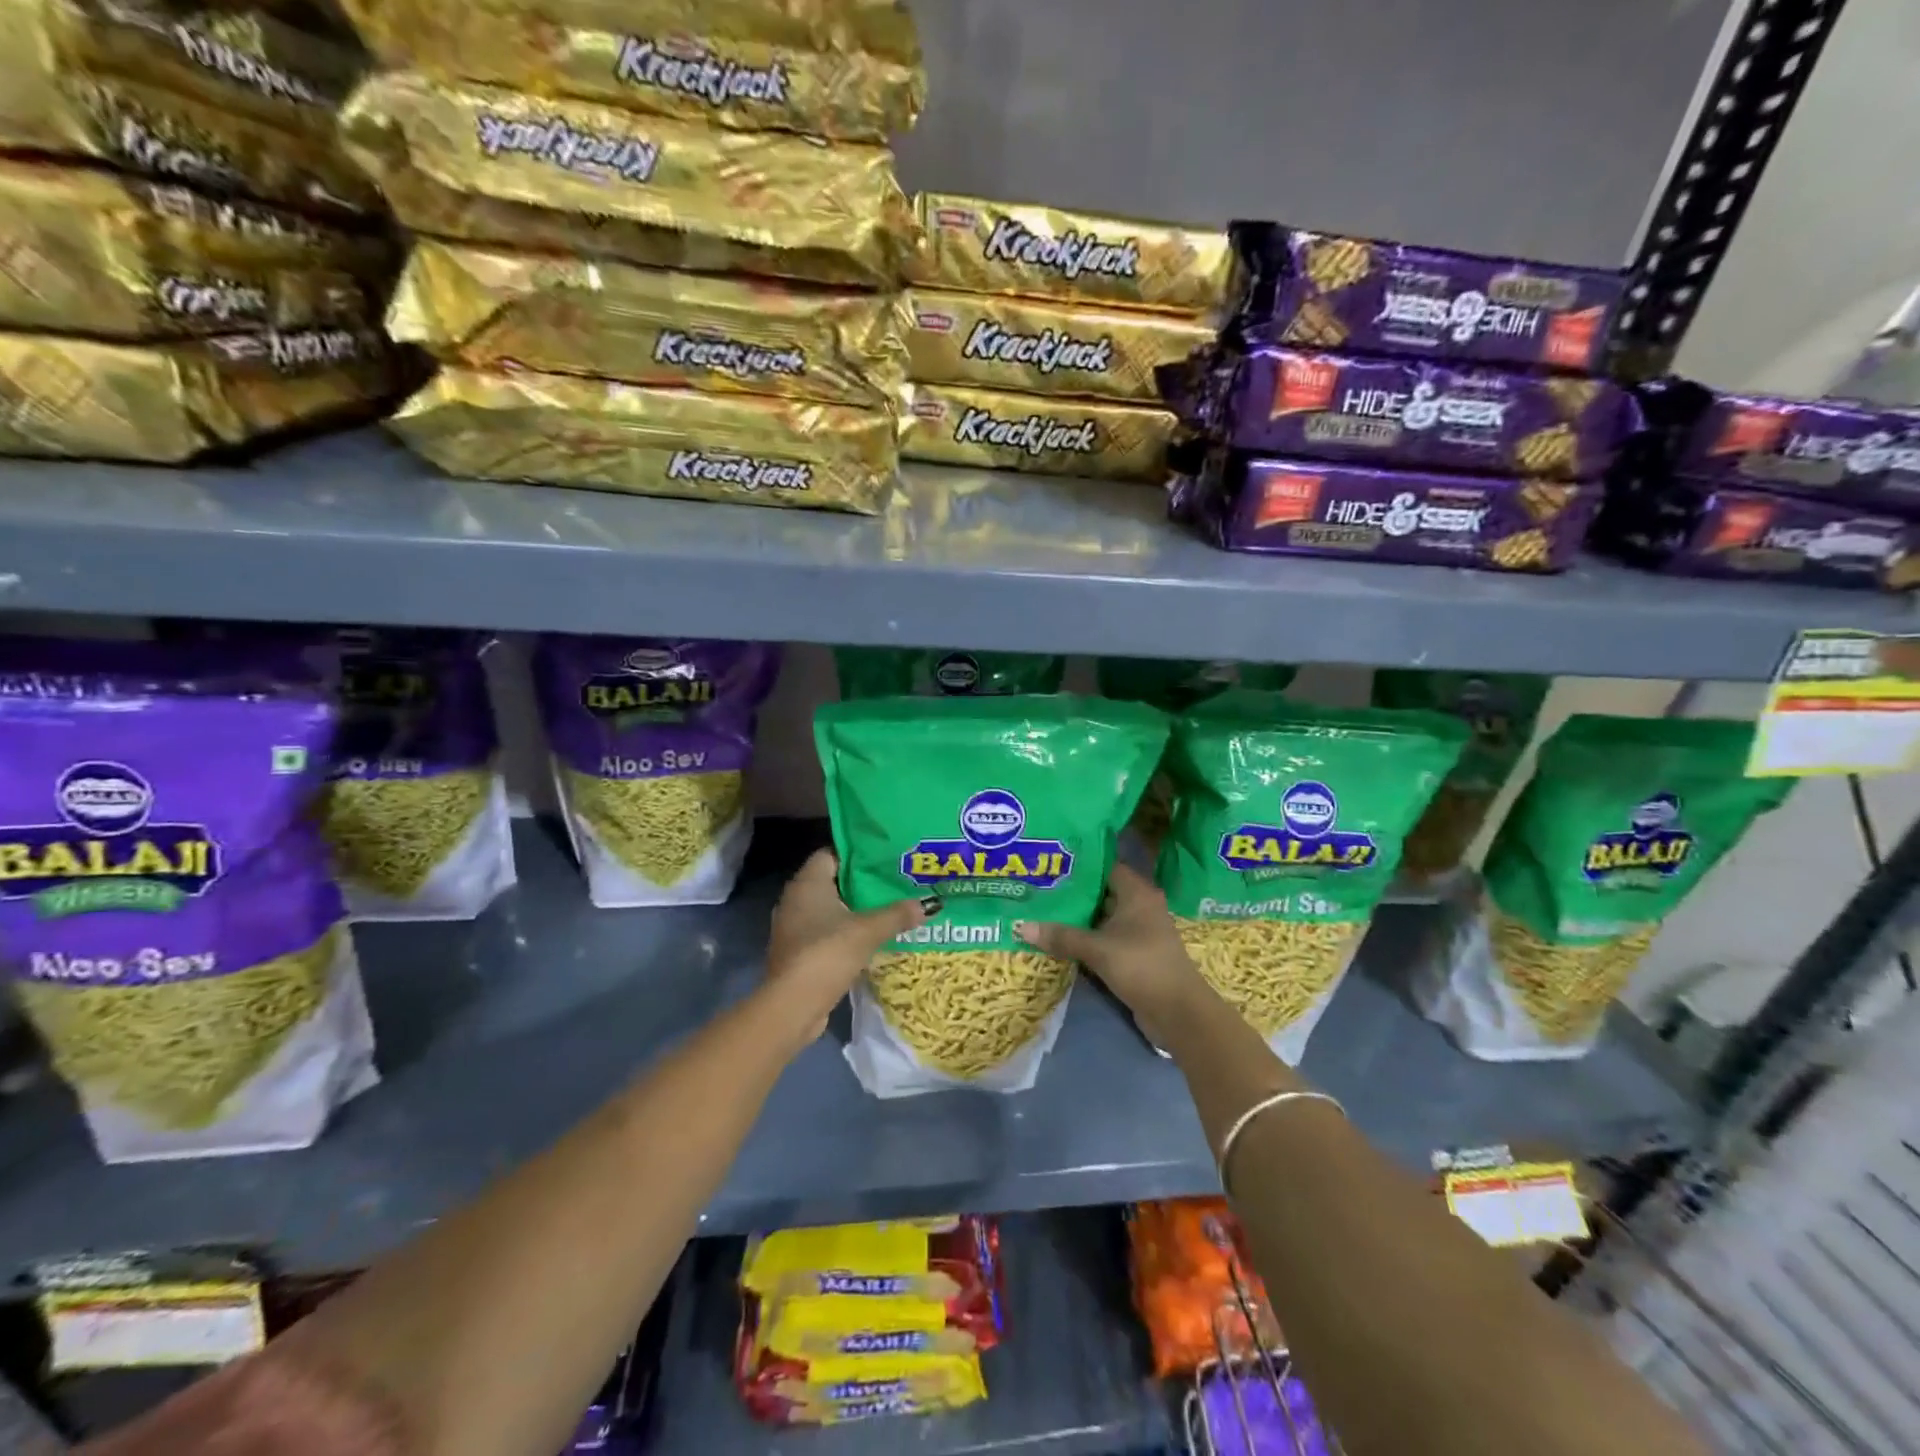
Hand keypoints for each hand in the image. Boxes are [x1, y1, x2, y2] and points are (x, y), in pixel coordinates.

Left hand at [761, 849, 935, 1048]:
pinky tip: (870, 938)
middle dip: (861, 883)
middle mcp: (795, 900)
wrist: (793, 1006)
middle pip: (832, 882)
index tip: (884, 857)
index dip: (857, 853)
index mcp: (807, 883)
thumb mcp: (868, 931)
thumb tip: (928, 904)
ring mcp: (793, 928)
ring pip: (829, 909)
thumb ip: (897, 914)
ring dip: (854, 910)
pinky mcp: (797, 952)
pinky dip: (845, 933)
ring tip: (887, 909)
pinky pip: (825, 932)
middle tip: (893, 882)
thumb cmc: (827, 953)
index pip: (830, 853)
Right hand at [1016, 864, 1204, 1042]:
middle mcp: (1140, 905)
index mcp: (1137, 892)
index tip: (1049, 863)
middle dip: (1072, 892)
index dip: (1078, 864)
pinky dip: (1087, 936)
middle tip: (1037, 887)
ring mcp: (1139, 930)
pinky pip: (1106, 936)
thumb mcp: (1098, 950)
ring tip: (1041, 910)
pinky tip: (1060, 938)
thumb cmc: (1141, 967)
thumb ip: (1061, 936)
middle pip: (1101, 891)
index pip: (1104, 866)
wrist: (1178, 1012)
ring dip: (1078, 917)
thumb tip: (1020, 926)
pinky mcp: (1135, 952)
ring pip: (1102, 916)